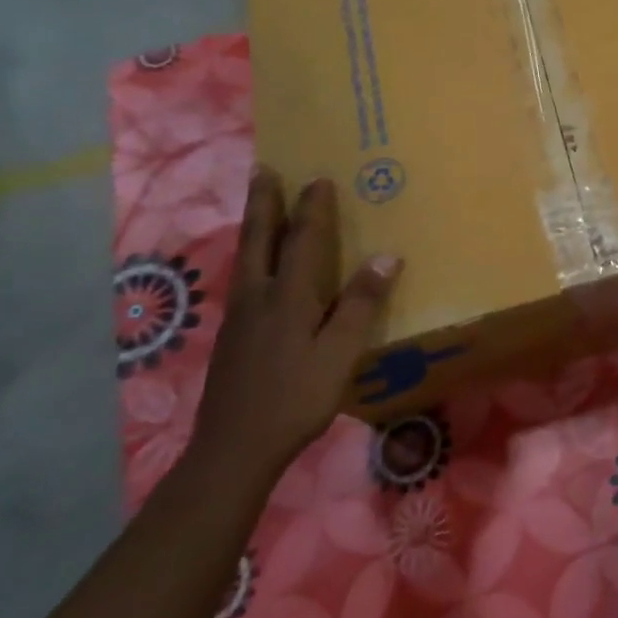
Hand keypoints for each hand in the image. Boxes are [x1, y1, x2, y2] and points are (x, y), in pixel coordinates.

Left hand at [187, 169, 401, 489]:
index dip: (312, 209)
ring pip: (245, 257)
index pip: (303, 241)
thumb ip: (360, 304)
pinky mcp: (231, 336)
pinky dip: (251, 254)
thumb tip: (386, 256)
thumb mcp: (339, 354)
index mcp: (288, 297)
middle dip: (264, 203)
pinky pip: (244, 278)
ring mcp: (239, 316)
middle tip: (264, 170)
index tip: (319, 178)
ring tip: (259, 205)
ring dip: (254, 225)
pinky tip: (255, 266)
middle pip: (259, 239)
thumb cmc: (295, 398)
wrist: (234, 448)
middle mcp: (257, 296)